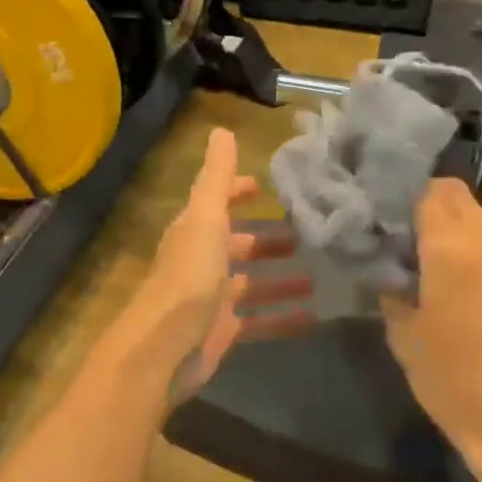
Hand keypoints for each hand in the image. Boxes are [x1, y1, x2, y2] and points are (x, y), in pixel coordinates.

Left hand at [128, 127, 312, 400]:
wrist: (163, 350)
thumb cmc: (188, 278)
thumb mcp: (205, 219)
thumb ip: (217, 178)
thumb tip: (222, 130)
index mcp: (195, 232)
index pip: (217, 203)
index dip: (237, 192)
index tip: (266, 187)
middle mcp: (202, 262)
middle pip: (238, 245)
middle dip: (268, 240)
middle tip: (307, 236)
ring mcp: (212, 299)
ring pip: (252, 284)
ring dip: (281, 280)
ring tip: (318, 277)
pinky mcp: (223, 331)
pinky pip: (259, 321)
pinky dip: (283, 318)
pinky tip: (313, 317)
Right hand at [382, 179, 481, 463]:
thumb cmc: (452, 379)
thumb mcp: (404, 336)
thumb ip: (393, 290)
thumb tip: (393, 269)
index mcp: (452, 247)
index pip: (432, 192)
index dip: (410, 200)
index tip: (395, 224)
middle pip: (462, 200)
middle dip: (437, 211)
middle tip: (416, 245)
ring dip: (465, 233)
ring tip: (448, 270)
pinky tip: (479, 293)